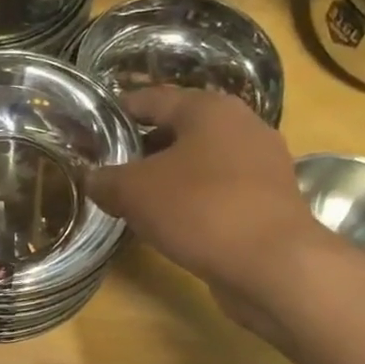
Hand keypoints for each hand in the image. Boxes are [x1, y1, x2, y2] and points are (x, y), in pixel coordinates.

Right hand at [86, 87, 335, 325]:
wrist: (273, 264)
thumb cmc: (200, 210)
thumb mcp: (134, 192)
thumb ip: (106, 180)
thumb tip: (91, 178)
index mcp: (209, 108)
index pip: (152, 98)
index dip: (118, 111)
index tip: (93, 127)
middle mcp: (242, 125)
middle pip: (179, 129)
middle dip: (143, 148)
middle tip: (110, 168)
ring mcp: (262, 163)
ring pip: (201, 162)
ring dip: (169, 176)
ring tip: (136, 198)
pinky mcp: (270, 200)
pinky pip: (220, 190)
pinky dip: (193, 199)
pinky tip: (172, 221)